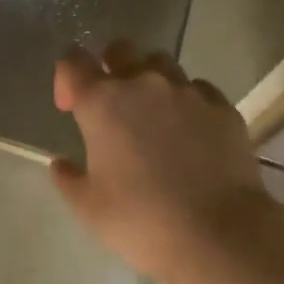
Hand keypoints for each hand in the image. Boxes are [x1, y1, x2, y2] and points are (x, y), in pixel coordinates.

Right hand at [50, 41, 272, 280]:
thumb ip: (68, 179)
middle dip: (110, 67)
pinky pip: (198, 89)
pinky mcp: (222, 107)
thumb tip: (61, 164)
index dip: (66, 79)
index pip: (72, 61)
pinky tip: (191, 131)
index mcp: (102, 102)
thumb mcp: (89, 208)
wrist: (219, 234)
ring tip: (154, 114)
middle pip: (120, 49)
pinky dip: (188, 101)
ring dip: (150, 80)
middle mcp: (143, 84)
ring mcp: (187, 92)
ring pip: (162, 63)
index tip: (70, 108)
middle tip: (113, 104)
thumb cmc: (142, 220)